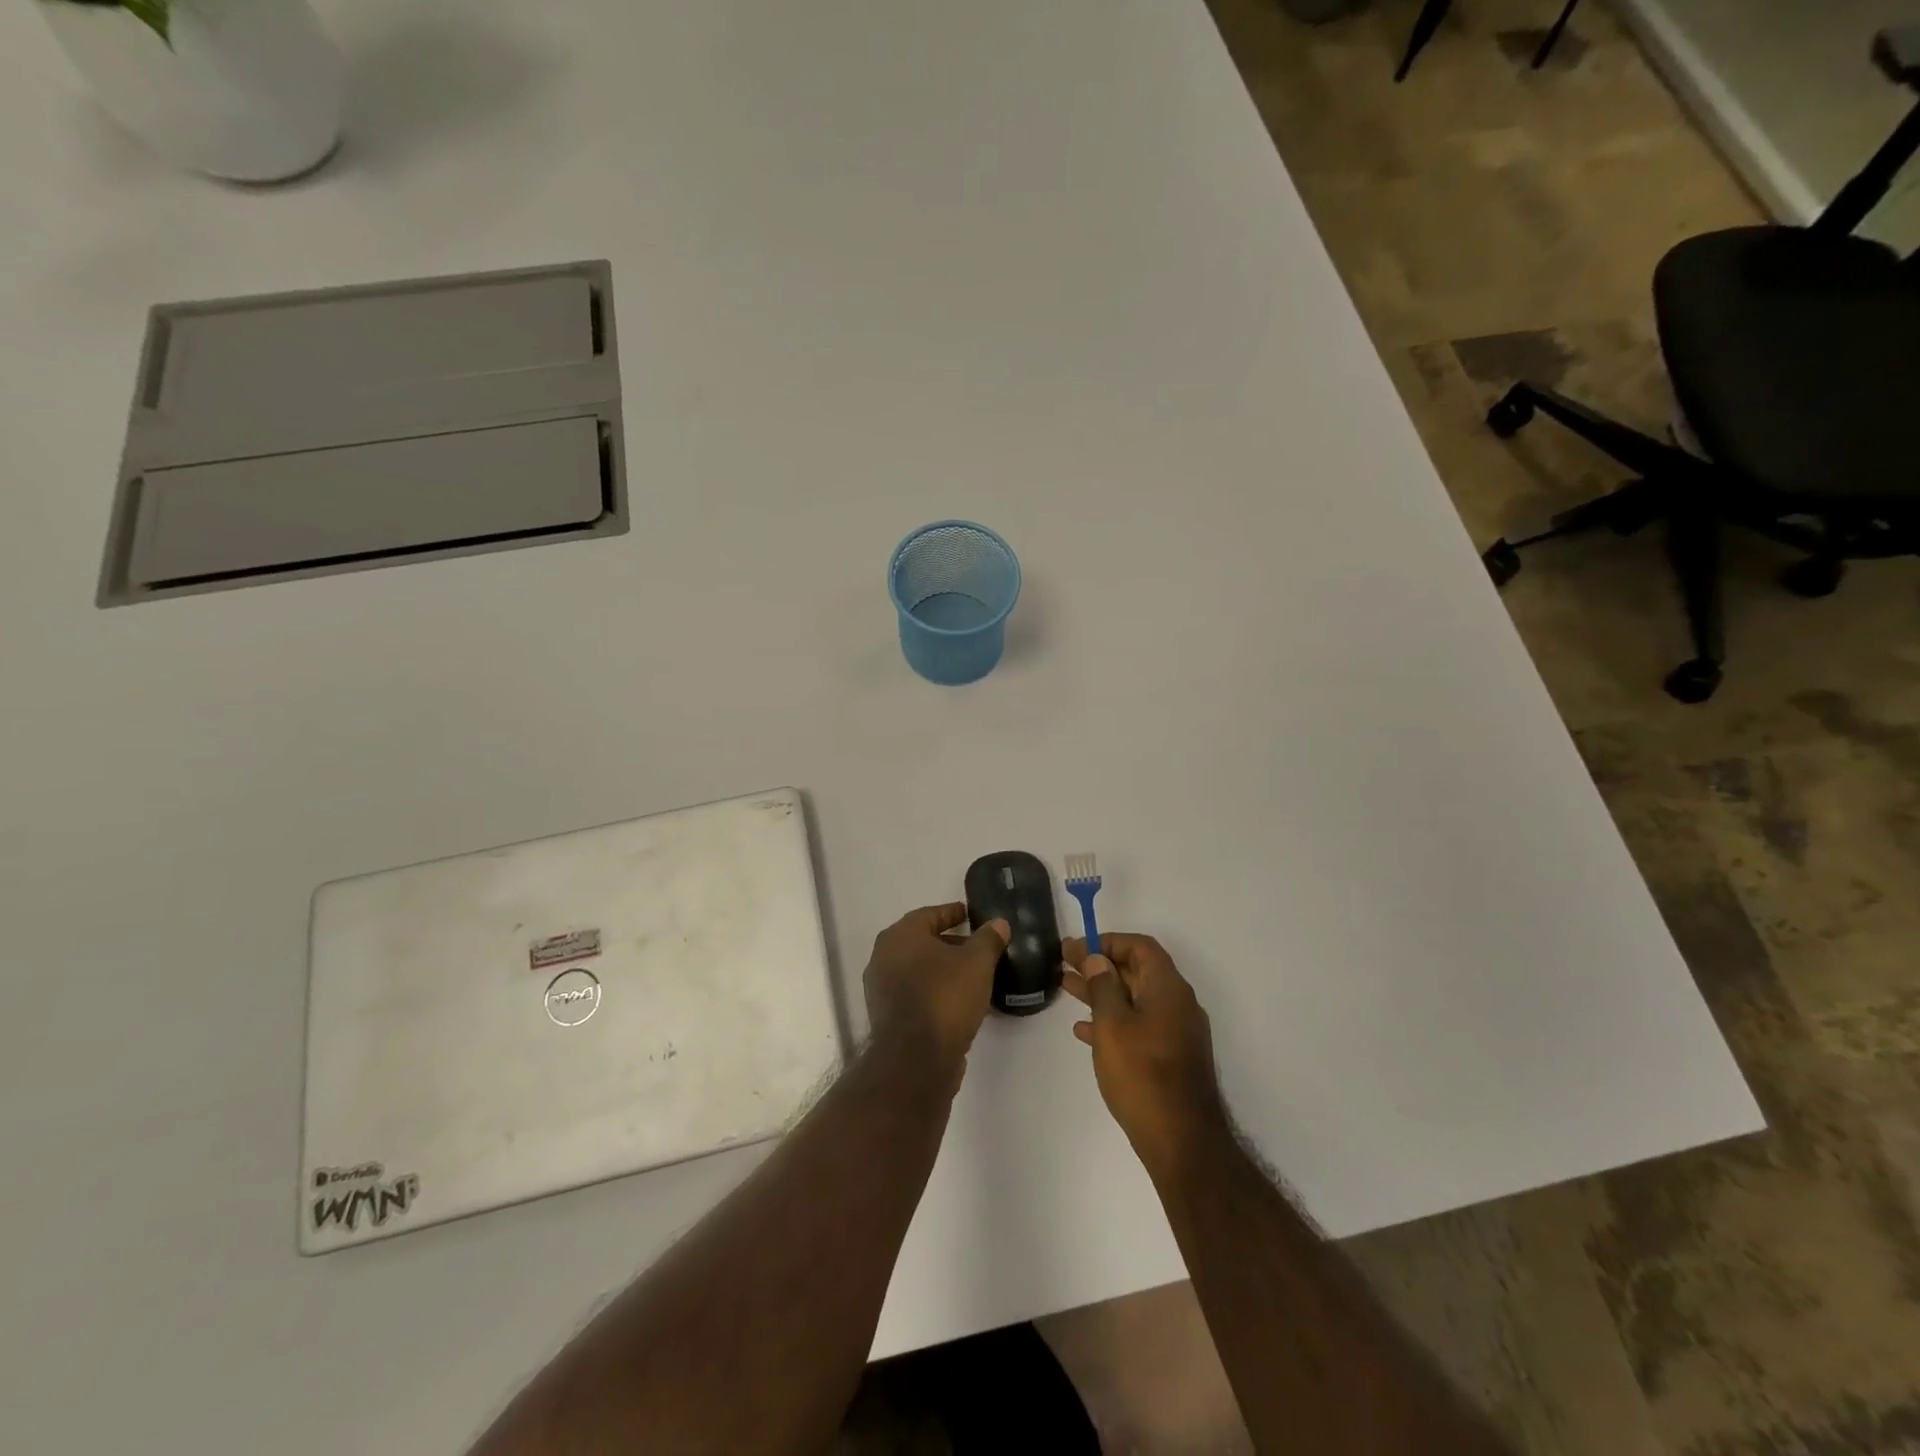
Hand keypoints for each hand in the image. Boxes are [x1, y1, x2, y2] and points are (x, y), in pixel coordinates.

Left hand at [863, 903, 1009, 1083]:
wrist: (916, 1060)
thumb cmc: (945, 997)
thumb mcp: (977, 962)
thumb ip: (988, 939)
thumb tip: (998, 923)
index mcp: (900, 936)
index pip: (930, 914)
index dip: (953, 913)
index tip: (971, 915)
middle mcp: (884, 958)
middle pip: (923, 943)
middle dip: (952, 944)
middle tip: (979, 948)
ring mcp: (882, 990)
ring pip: (921, 972)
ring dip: (946, 972)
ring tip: (978, 978)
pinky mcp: (888, 1018)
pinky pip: (917, 995)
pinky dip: (938, 994)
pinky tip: (964, 1004)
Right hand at [1063, 933, 1227, 1175]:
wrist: (1182, 1141)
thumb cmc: (1143, 1074)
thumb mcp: (1113, 1025)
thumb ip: (1103, 986)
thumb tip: (1097, 959)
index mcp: (1168, 988)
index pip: (1140, 947)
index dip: (1108, 942)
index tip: (1078, 948)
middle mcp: (1177, 1003)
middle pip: (1136, 971)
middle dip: (1099, 965)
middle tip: (1063, 962)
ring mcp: (1176, 1032)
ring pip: (1134, 999)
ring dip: (1101, 991)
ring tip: (1065, 988)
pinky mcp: (1171, 1057)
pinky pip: (1139, 1025)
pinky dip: (1113, 1020)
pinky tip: (1084, 1030)